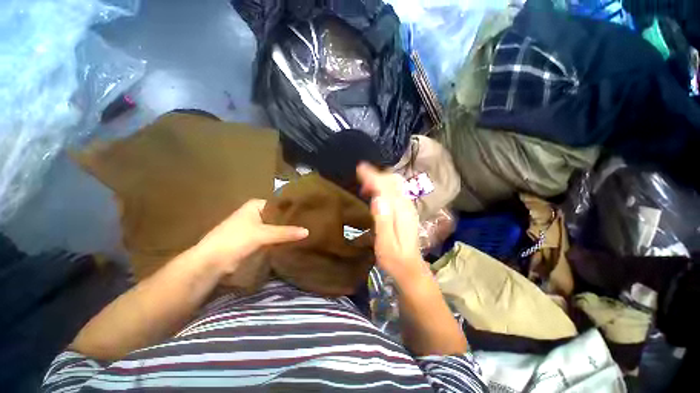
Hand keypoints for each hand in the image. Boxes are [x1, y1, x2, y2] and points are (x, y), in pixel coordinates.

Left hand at [195, 199, 308, 274]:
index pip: (279, 204)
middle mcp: (255, 214)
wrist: (212, 263)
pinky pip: (271, 237)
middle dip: (291, 221)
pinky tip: (293, 241)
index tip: (307, 211)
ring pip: (275, 227)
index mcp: (255, 205)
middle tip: (310, 222)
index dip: (292, 208)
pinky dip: (280, 239)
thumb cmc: (235, 239)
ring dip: (286, 231)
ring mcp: (254, 228)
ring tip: (305, 231)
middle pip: (278, 216)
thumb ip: (285, 232)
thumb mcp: (263, 234)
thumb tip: (307, 231)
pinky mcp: (254, 241)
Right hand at [357, 163, 428, 284]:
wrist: (411, 268)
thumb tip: (377, 198)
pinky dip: (384, 186)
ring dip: (380, 179)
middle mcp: (406, 205)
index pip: (386, 187)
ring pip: (395, 184)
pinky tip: (375, 193)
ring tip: (365, 185)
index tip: (359, 169)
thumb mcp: (385, 244)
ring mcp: (408, 207)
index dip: (373, 176)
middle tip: (360, 177)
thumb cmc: (395, 260)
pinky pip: (396, 191)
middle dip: (376, 174)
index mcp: (401, 212)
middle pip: (393, 181)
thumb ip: (383, 221)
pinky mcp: (406, 211)